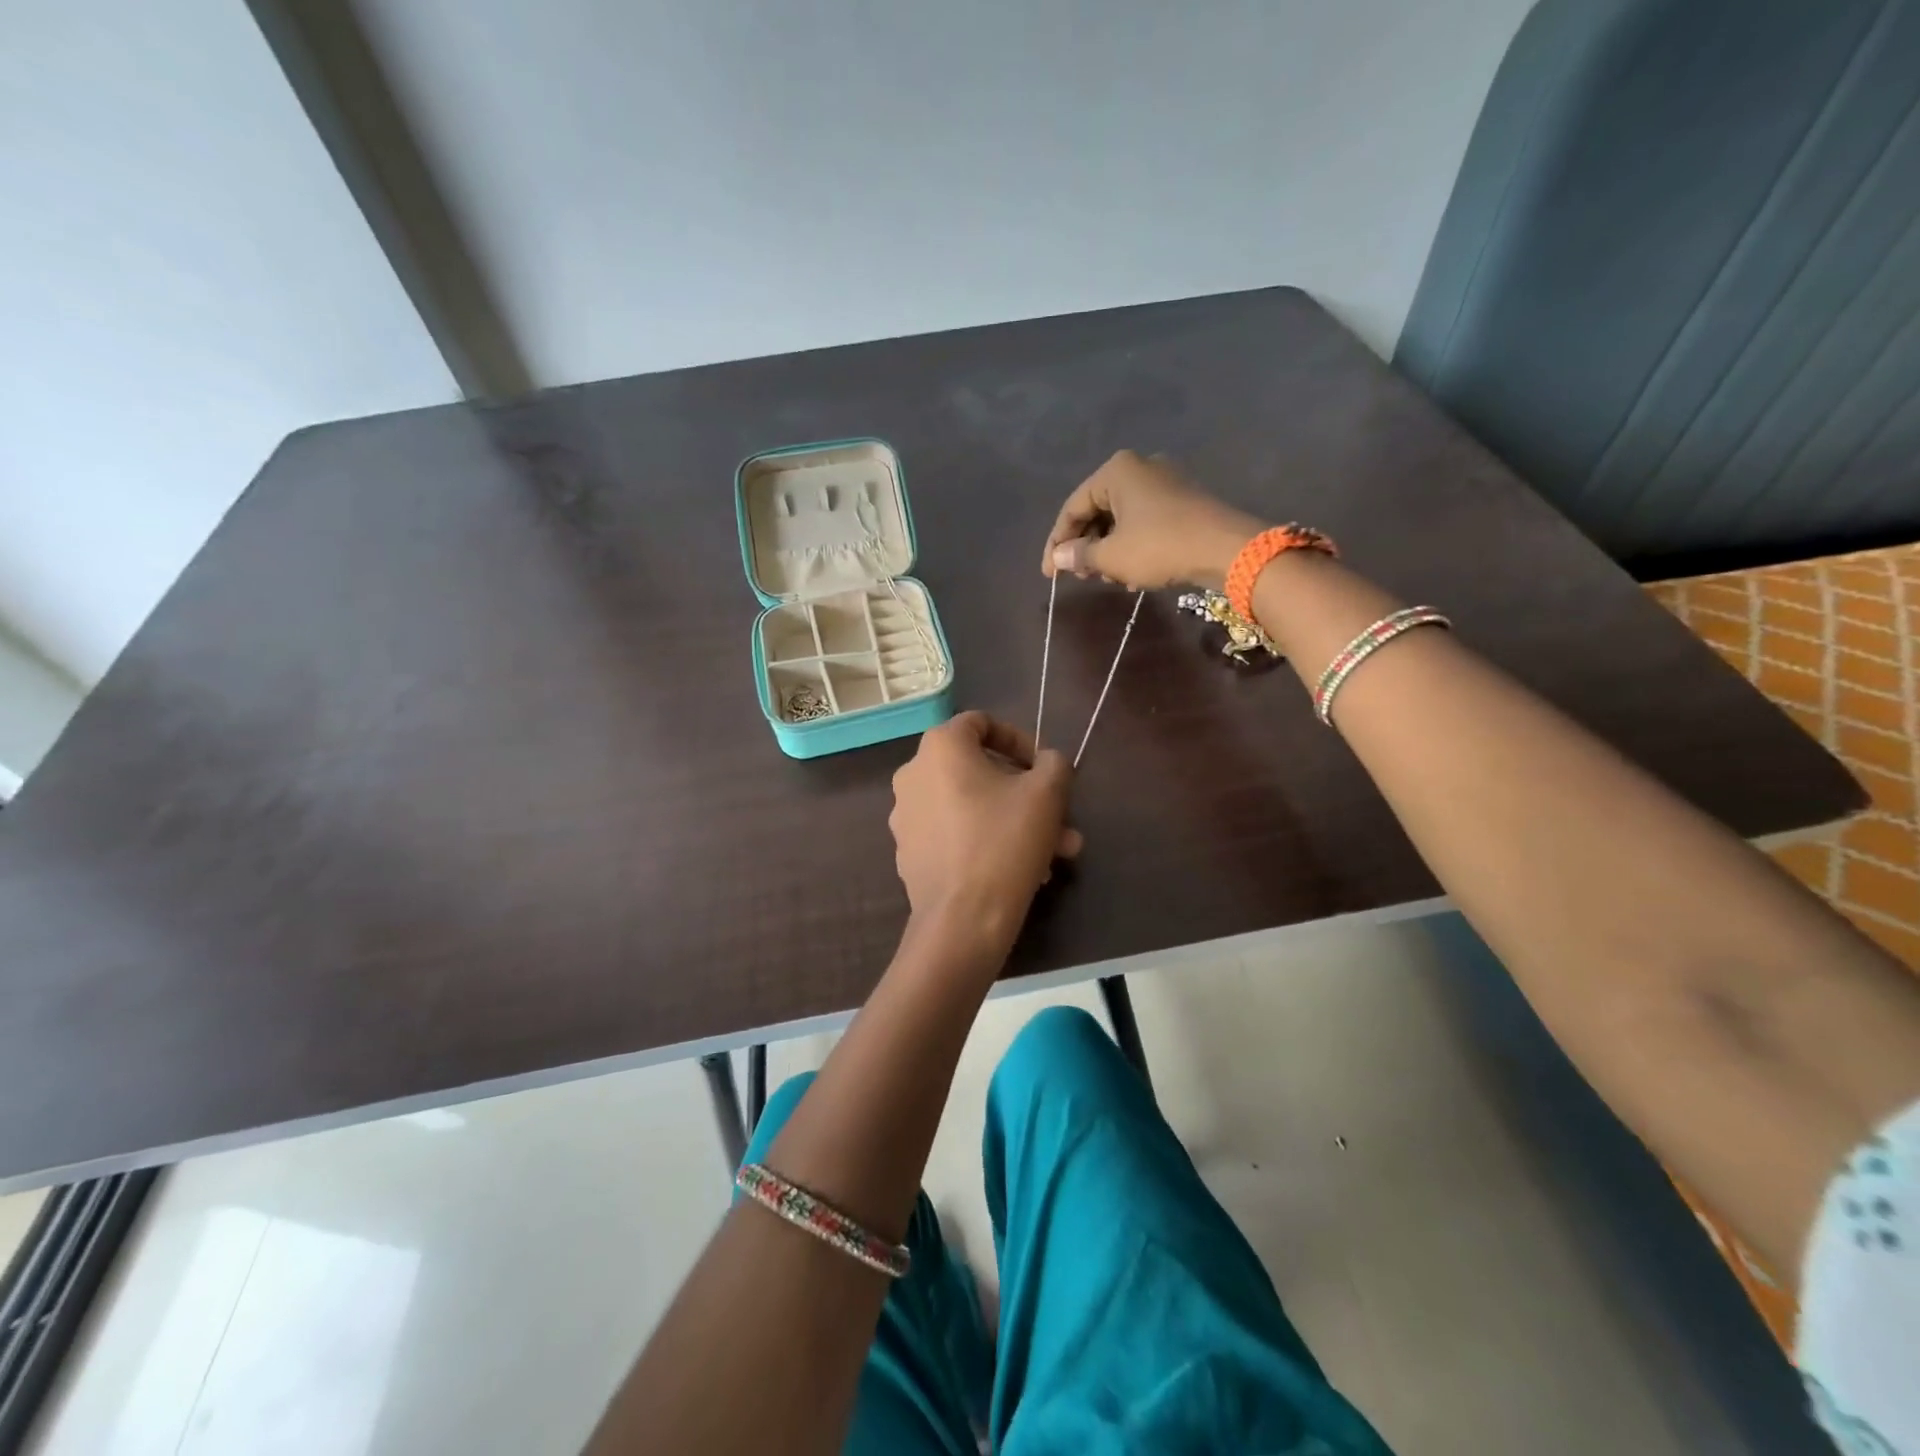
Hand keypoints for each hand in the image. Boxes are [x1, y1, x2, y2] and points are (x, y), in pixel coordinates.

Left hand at [889, 712, 1081, 950]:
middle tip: (1059, 817)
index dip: (1019, 739)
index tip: (1044, 768)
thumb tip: (1048, 762)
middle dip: (1025, 792)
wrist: (962, 920)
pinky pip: (955, 833)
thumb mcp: (1047, 793)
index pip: (981, 723)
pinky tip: (1023, 870)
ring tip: (1055, 852)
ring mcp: (906, 816)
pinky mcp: (909, 852)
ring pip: (972, 806)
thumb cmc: (1005, 842)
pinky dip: (987, 840)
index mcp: (940, 748)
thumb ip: (1054, 763)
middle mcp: (913, 774)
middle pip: (978, 770)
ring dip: (1014, 821)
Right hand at [1042, 450, 1264, 590]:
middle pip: (1097, 511)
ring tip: (1107, 579)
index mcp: (1116, 471)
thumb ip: (1080, 555)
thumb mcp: (1112, 556)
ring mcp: (1165, 482)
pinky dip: (1132, 546)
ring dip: (1108, 551)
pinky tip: (1133, 575)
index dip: (1057, 543)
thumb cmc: (1160, 546)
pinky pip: (1144, 522)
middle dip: (1086, 546)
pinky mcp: (1183, 500)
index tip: (1049, 573)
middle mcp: (1140, 468)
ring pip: (1121, 519)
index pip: (1072, 508)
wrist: (1227, 549)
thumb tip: (1059, 557)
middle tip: (1079, 577)